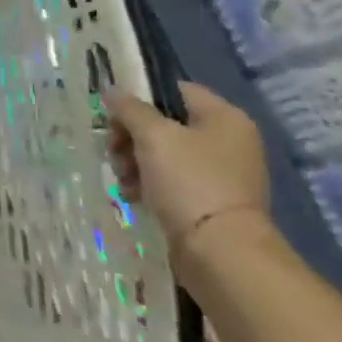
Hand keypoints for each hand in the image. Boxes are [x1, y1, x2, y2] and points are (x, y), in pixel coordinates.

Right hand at [108, 82, 276, 269]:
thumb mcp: (153, 136)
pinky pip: (171, 180)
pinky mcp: (209, 200)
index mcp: (225, 118)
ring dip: (135, 161)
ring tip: (123, 178)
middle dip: (131, 136)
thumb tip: (112, 90)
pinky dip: (148, 183)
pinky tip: (133, 195)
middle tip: (115, 151)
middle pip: (165, 123)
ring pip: (163, 154)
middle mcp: (228, 141)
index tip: (115, 116)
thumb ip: (130, 109)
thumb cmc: (190, 182)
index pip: (176, 90)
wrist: (220, 250)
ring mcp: (220, 173)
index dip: (141, 98)